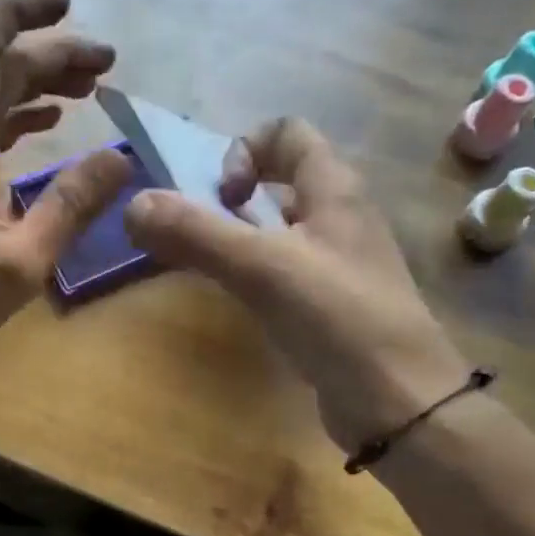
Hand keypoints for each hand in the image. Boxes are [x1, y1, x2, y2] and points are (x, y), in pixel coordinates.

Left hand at [0, 0, 130, 388]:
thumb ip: (73, 204)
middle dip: (51, 53)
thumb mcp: (24, 259)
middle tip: (107, 64)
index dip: (19, 11)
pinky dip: (18, 115)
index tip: (68, 7)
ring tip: (89, 89)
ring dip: (37, 82)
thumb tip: (121, 156)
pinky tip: (48, 124)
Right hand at [124, 117, 470, 453]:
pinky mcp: (331, 306)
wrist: (401, 403)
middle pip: (279, 180)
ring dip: (238, 238)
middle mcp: (339, 217)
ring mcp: (338, 264)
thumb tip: (133, 205)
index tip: (222, 198)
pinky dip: (254, 275)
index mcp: (334, 189)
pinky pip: (285, 272)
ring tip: (206, 267)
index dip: (244, 151)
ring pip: (279, 230)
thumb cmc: (339, 320)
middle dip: (230, 198)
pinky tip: (238, 302)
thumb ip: (197, 233)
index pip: (287, 133)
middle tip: (199, 235)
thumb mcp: (263, 268)